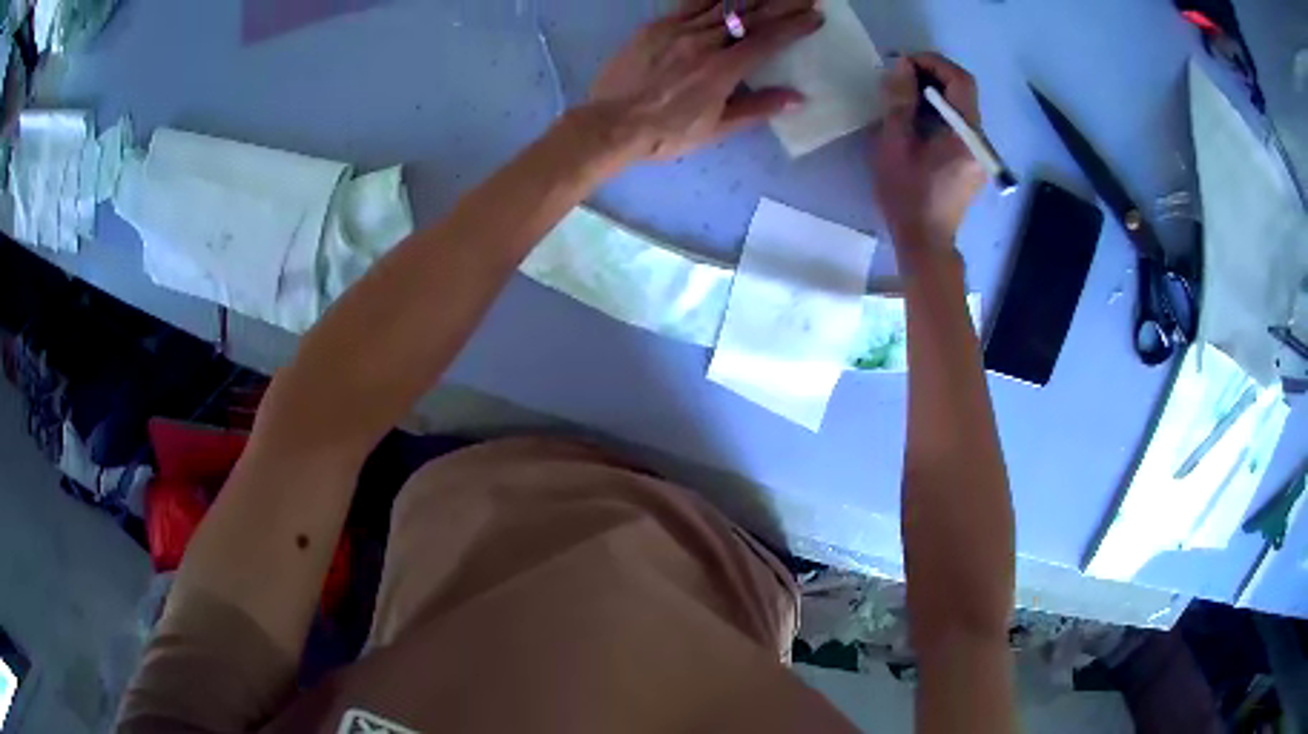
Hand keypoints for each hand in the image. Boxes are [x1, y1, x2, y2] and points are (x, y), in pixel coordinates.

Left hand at [586, 0, 822, 161]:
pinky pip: (691, 2)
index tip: (816, 16)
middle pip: (751, 15)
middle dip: (782, 4)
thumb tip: (798, 98)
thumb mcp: (716, 129)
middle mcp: (705, 41)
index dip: (795, 26)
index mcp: (723, 69)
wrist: (610, 124)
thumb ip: (757, 109)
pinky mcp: (656, 25)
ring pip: (723, 4)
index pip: (768, 40)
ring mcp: (678, 29)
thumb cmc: (665, 133)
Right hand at [871, 53, 986, 249]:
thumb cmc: (908, 196)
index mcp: (966, 135)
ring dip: (934, 92)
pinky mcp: (972, 161)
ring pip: (961, 107)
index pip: (961, 81)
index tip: (905, 62)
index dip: (934, 63)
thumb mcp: (894, 145)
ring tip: (903, 93)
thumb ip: (900, 102)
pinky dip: (939, 111)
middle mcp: (981, 141)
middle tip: (900, 74)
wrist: (926, 242)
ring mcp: (979, 152)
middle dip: (933, 74)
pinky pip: (959, 124)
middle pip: (964, 92)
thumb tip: (902, 67)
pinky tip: (916, 116)